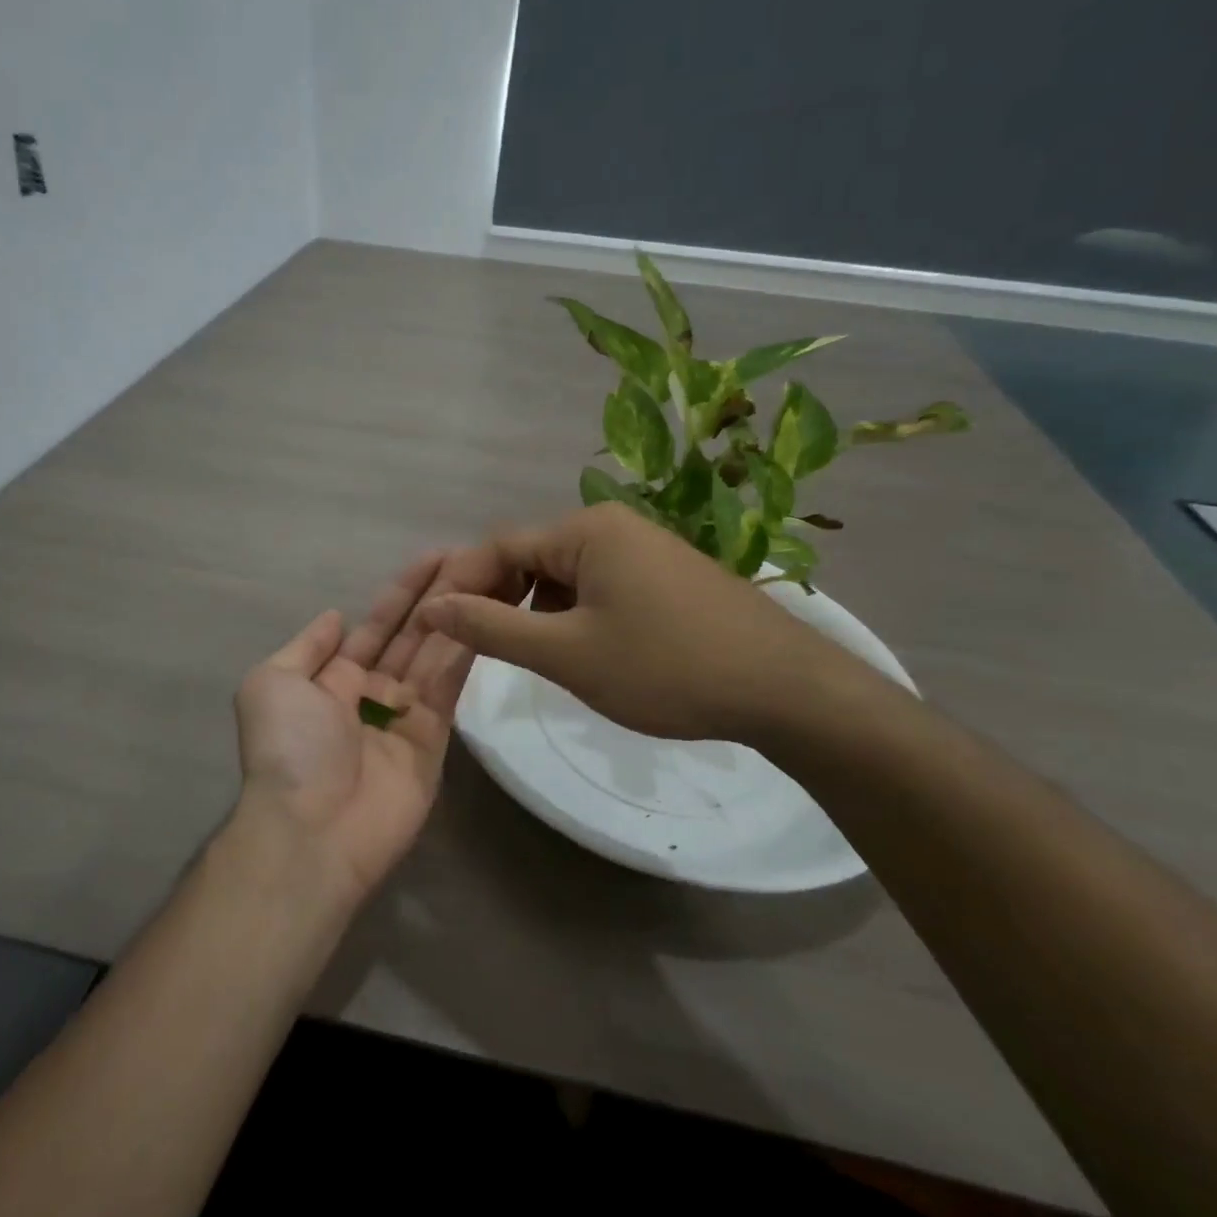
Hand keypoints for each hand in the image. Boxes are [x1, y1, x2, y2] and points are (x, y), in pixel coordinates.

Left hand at [232, 552, 493, 903]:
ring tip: (488, 576)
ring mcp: (406, 716)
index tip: (434, 557)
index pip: (375, 626)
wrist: (313, 829)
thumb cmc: (288, 749)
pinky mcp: (434, 740)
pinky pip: (448, 687)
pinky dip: (465, 651)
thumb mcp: (271, 684)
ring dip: (458, 616)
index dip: (402, 592)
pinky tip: (484, 616)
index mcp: (332, 680)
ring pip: (435, 655)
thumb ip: (307, 648)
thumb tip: (336, 617)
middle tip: (473, 557)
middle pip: (411, 635)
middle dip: (438, 597)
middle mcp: (372, 693)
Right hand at [416, 503, 868, 745]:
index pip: (499, 547)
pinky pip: (601, 586)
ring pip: (567, 575)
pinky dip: (577, 615)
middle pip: (533, 556)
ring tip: (537, 658)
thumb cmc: (666, 667)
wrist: (784, 689)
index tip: (437, 629)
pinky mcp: (668, 576)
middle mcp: (615, 526)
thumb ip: (493, 627)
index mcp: (587, 530)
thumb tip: (431, 606)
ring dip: (539, 611)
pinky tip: (586, 652)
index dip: (462, 586)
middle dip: (502, 600)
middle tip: (484, 649)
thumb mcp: (567, 653)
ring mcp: (647, 549)